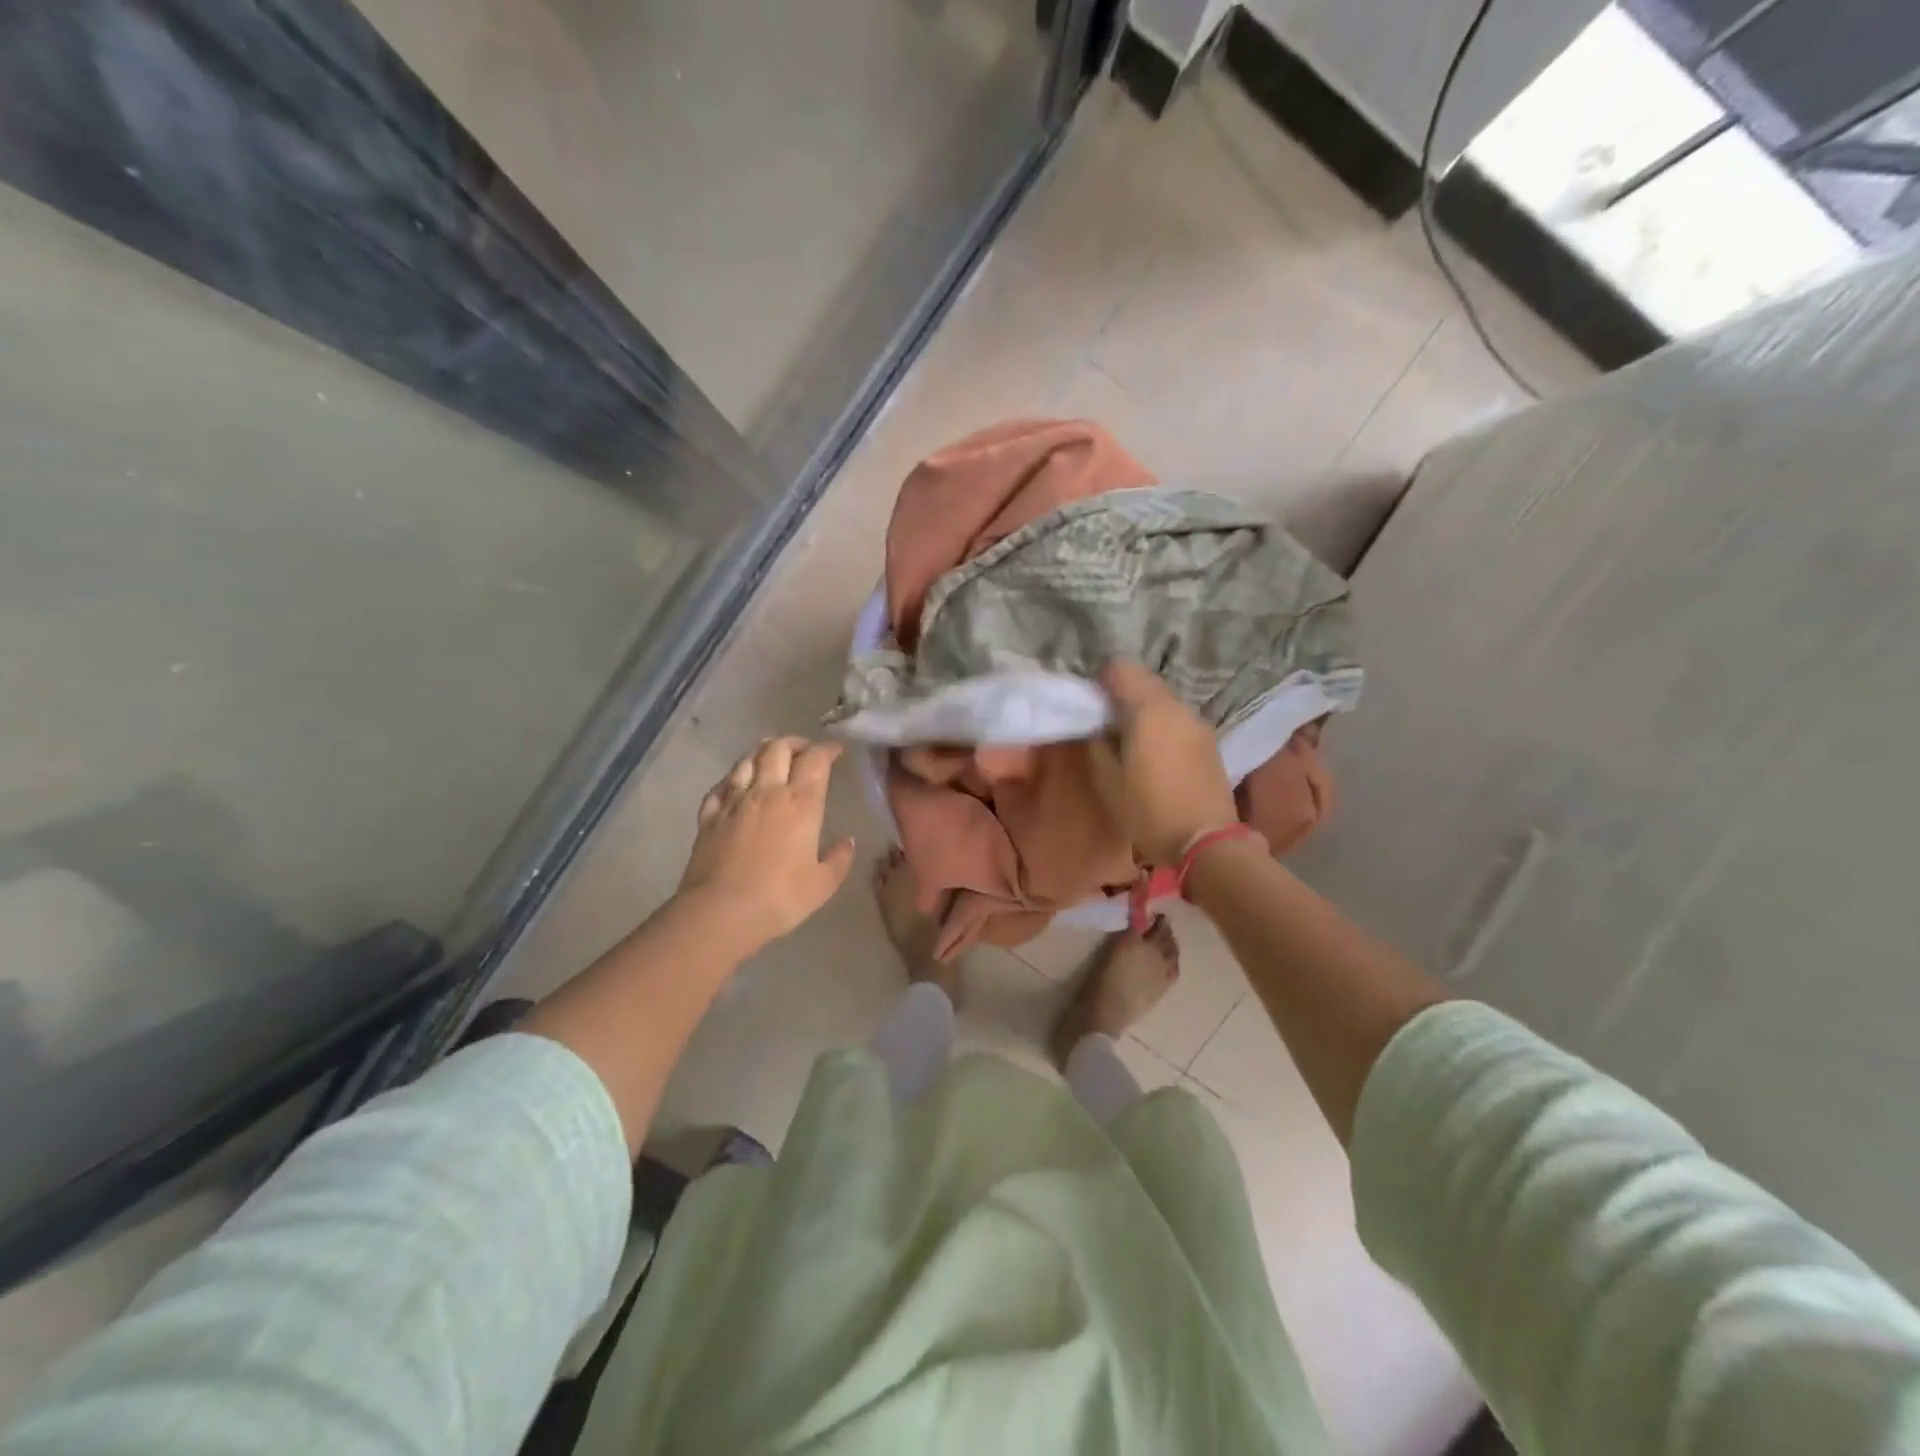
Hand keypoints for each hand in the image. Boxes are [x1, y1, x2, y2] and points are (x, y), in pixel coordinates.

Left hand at [678, 737, 855, 947]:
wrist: (721, 912)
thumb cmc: (780, 898)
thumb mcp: (823, 884)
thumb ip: (839, 859)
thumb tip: (848, 841)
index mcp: (801, 803)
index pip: (815, 760)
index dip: (827, 749)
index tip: (836, 750)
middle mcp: (767, 792)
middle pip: (778, 749)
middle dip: (794, 743)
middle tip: (804, 751)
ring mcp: (734, 801)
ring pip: (747, 760)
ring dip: (762, 752)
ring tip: (771, 757)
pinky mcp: (709, 816)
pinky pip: (720, 786)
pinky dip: (732, 778)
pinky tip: (735, 785)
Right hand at [1089, 661, 1237, 865]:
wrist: (1207, 842)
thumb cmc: (1149, 811)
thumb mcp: (1108, 781)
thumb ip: (1097, 743)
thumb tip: (1096, 725)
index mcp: (1149, 709)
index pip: (1120, 668)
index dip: (1100, 680)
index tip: (1089, 706)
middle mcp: (1177, 706)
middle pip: (1144, 680)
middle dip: (1121, 694)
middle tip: (1104, 724)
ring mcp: (1198, 723)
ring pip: (1163, 700)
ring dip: (1143, 710)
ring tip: (1128, 740)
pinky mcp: (1209, 741)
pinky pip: (1178, 718)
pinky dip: (1161, 724)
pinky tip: (1154, 754)